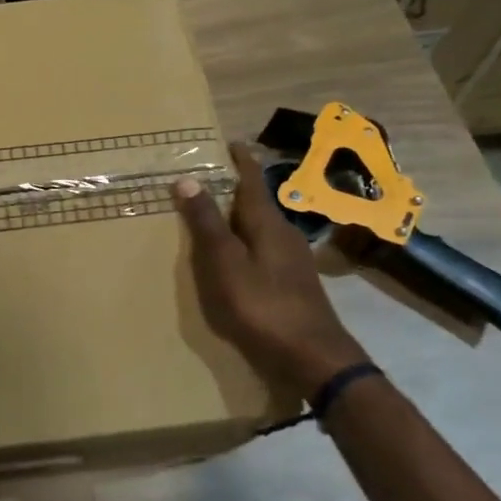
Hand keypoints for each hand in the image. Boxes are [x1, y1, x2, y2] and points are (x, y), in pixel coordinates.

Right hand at [173, 145, 372, 400]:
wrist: (313, 358)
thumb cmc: (263, 305)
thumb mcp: (225, 263)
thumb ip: (206, 223)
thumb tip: (187, 179)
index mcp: (267, 223)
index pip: (252, 180)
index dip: (240, 160)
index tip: (228, 142)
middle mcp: (283, 235)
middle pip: (255, 203)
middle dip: (233, 189)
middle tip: (205, 179)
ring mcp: (291, 261)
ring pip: (259, 228)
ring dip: (237, 218)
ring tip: (211, 216)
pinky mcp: (292, 284)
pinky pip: (262, 250)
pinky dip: (243, 243)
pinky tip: (232, 258)